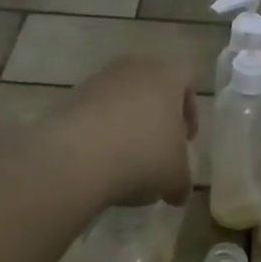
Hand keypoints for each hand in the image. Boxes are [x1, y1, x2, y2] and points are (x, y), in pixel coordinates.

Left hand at [52, 56, 197, 207]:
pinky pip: (94, 112)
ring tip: (125, 160)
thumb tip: (178, 192)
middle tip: (157, 148)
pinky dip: (100, 132)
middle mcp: (133, 68)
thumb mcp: (175, 177)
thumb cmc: (143, 156)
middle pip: (151, 87)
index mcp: (167, 75)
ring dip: (126, 124)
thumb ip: (182, 180)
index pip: (186, 81)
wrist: (77, 158)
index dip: (189, 112)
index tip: (186, 140)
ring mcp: (98, 80)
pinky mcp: (70, 98)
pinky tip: (99, 161)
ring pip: (121, 99)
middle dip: (156, 117)